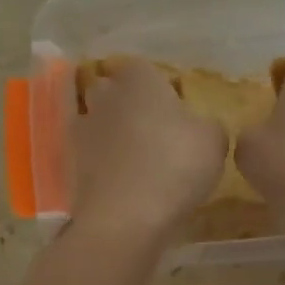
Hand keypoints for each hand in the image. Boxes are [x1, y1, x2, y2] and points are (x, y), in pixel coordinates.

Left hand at [69, 57, 226, 248]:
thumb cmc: (176, 165)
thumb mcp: (214, 140)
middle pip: (112, 89)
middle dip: (127, 101)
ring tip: (135, 155)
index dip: (157, 83)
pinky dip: (99, 159)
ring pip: (96, 119)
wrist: (126, 217)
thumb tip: (197, 125)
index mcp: (140, 78)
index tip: (173, 104)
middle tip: (152, 126)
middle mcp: (106, 95)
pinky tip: (119, 175)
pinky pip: (87, 152)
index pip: (142, 67)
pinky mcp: (70, 163)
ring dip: (111, 130)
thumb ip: (206, 124)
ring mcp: (82, 129)